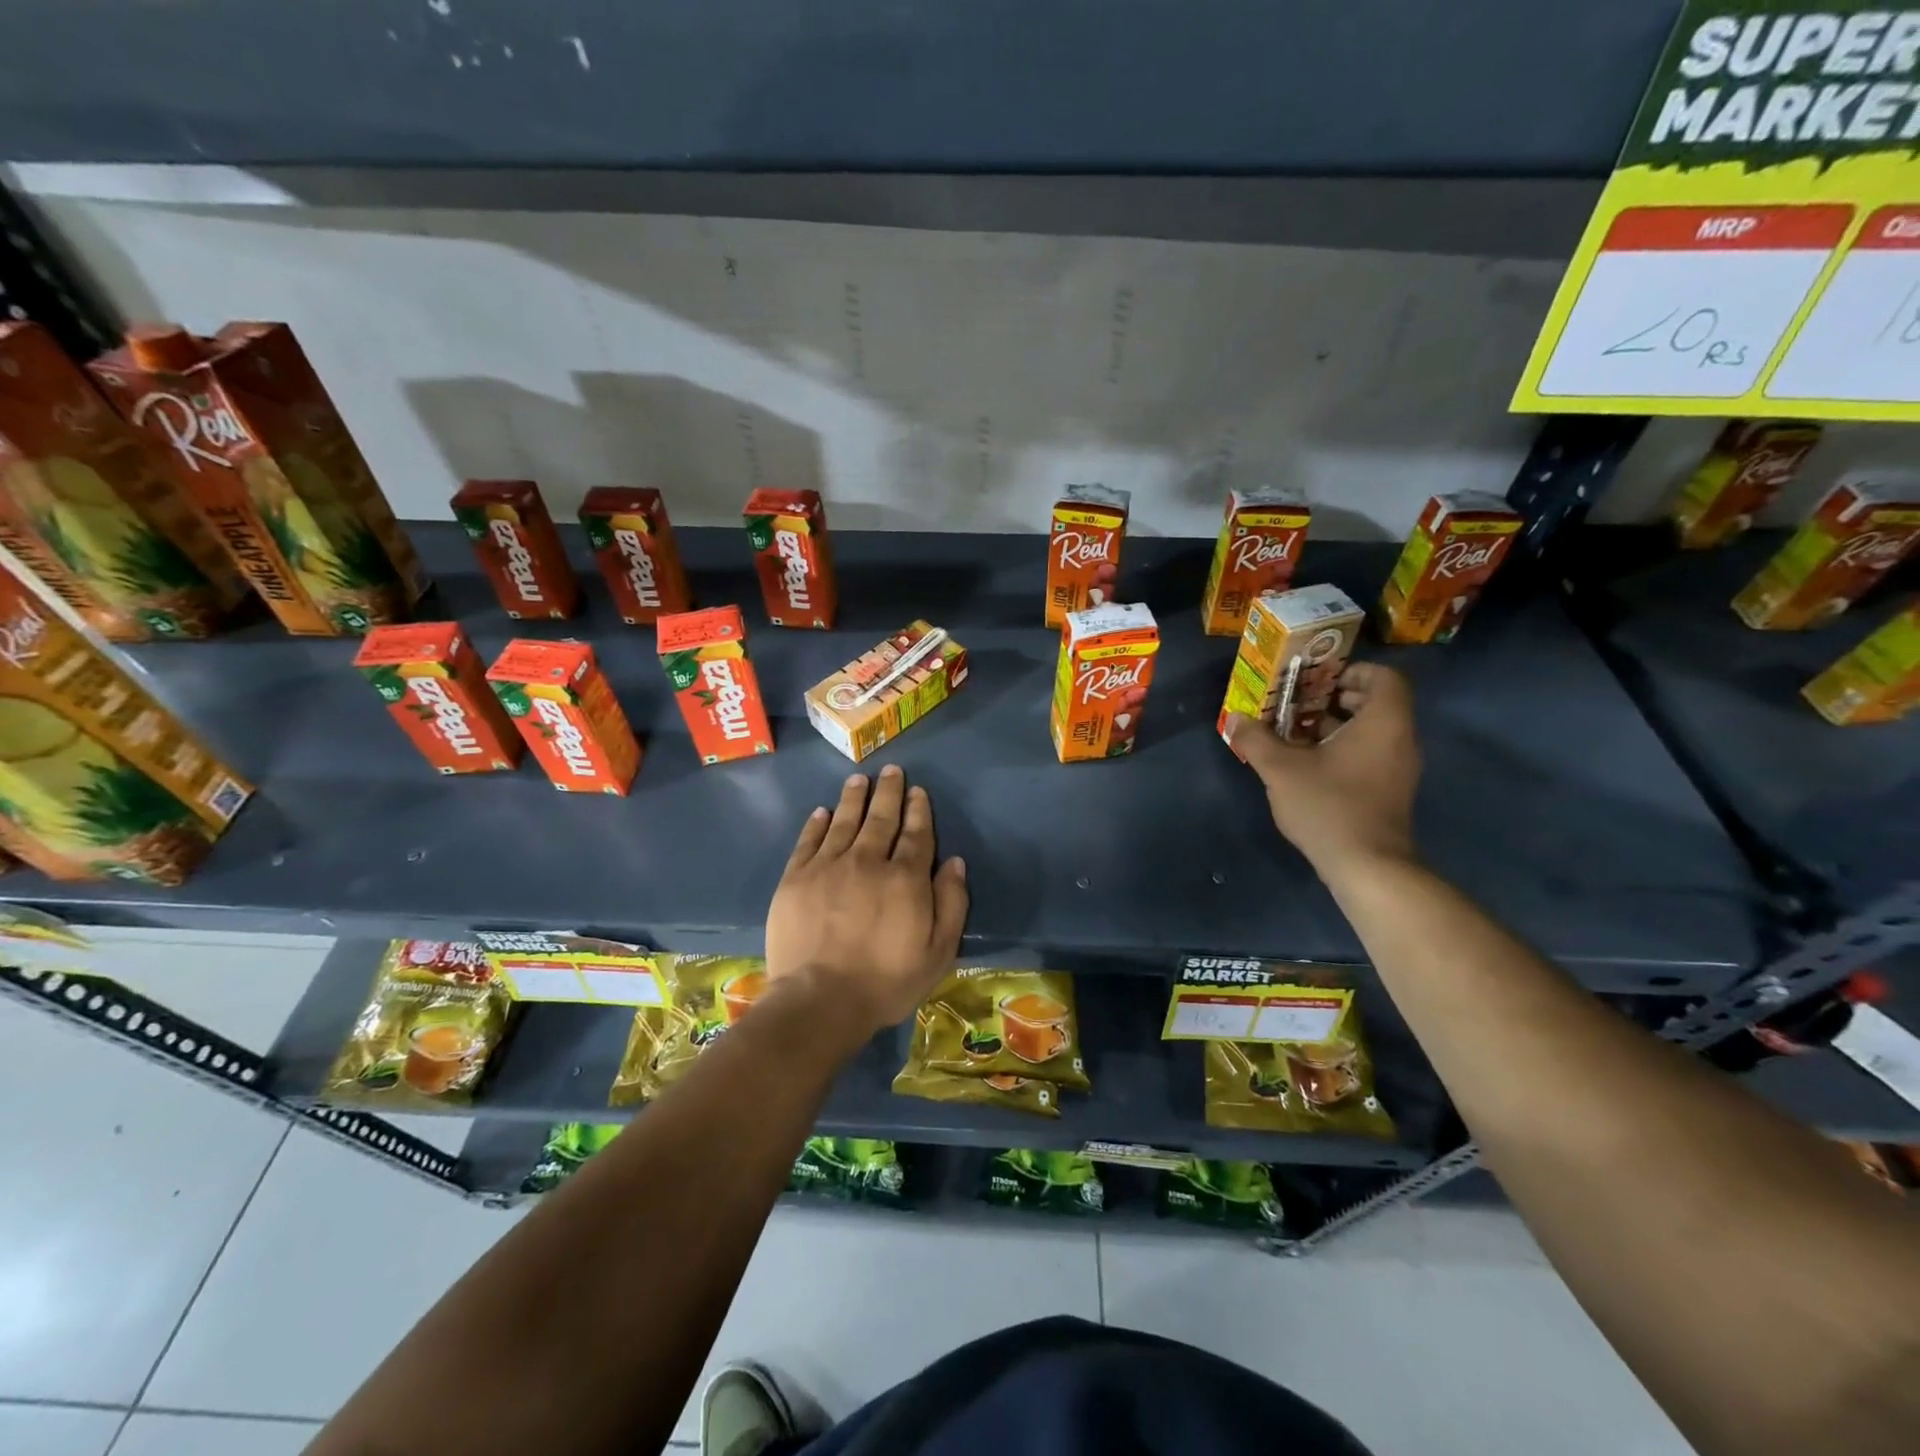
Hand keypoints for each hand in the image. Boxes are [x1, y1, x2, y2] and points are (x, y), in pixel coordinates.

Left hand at [764, 765, 968, 1050]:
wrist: (819, 1000)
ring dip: (854, 798)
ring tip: (860, 779)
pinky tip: (822, 811)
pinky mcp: (796, 878)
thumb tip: (954, 862)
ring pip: (844, 821)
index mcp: (905, 878)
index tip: (919, 791)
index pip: (916, 834)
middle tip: (892, 771)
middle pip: (881, 818)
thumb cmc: (886, 982)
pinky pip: (808, 841)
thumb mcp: (938, 952)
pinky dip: (817, 823)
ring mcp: (828, 866)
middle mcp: (868, 861)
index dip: (919, 810)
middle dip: (889, 792)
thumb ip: (951, 904)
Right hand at [1225, 662, 1420, 878]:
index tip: (1315, 680)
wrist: (1367, 867)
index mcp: (1383, 723)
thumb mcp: (1281, 769)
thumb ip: (1256, 739)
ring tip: (1291, 733)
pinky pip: (1369, 754)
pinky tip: (1306, 765)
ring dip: (1333, 726)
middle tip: (1294, 704)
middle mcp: (1399, 740)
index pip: (1384, 677)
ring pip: (1369, 731)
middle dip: (1332, 698)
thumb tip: (1235, 718)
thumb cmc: (1329, 806)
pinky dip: (1341, 749)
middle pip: (1374, 703)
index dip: (1350, 671)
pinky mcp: (1389, 791)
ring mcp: (1398, 768)